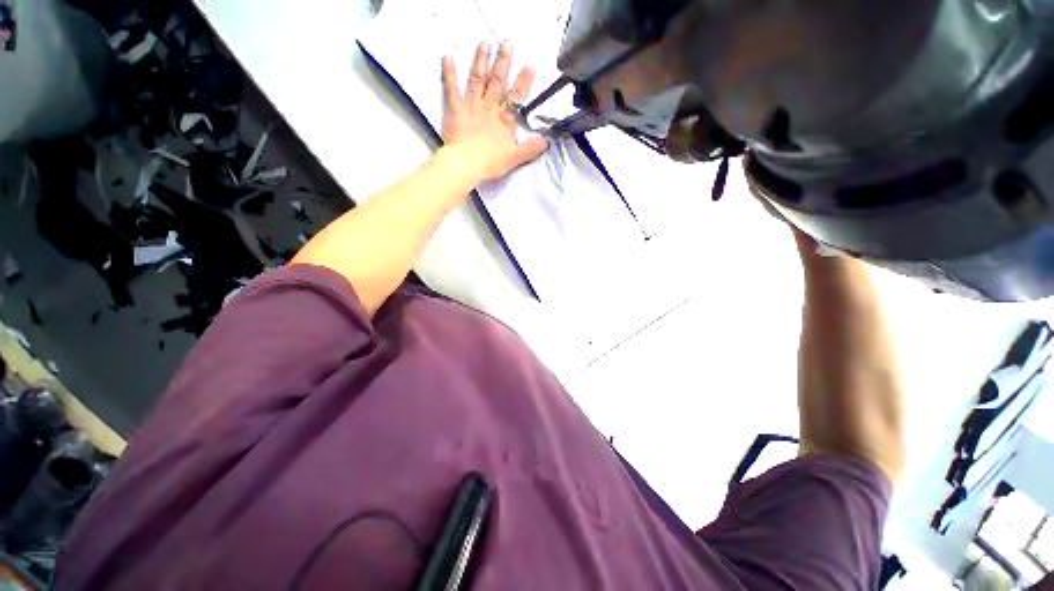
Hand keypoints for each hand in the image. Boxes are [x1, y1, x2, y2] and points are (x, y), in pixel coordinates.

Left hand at [440, 41, 549, 183]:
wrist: (467, 164)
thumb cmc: (491, 162)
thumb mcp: (515, 158)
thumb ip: (531, 149)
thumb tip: (547, 142)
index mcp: (504, 119)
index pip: (516, 97)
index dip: (524, 82)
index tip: (530, 65)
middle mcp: (489, 108)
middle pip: (497, 81)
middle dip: (503, 62)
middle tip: (506, 42)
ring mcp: (472, 106)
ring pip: (478, 79)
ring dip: (481, 60)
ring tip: (484, 43)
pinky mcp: (456, 109)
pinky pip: (452, 88)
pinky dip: (449, 72)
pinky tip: (448, 56)